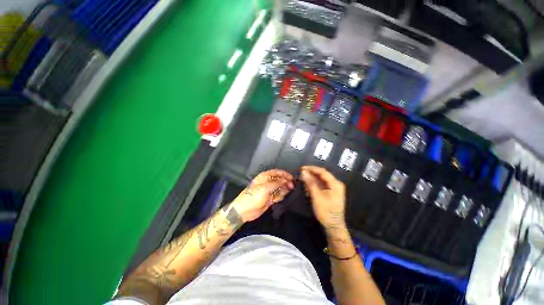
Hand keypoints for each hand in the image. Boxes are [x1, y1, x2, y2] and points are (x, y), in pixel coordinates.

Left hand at [231, 169, 293, 221]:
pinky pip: (278, 195)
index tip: (292, 178)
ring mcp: (269, 191)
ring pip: (280, 187)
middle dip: (286, 181)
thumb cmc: (253, 196)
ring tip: (290, 189)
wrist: (245, 211)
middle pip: (279, 179)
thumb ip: (277, 183)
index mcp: (264, 177)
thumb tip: (286, 181)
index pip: (276, 172)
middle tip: (292, 185)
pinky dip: (281, 195)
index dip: (284, 174)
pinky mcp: (270, 198)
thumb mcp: (265, 188)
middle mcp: (267, 182)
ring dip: (285, 188)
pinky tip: (283, 196)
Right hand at [300, 166, 345, 228]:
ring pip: (320, 180)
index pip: (322, 171)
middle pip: (322, 175)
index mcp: (335, 183)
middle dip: (311, 174)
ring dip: (311, 181)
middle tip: (301, 175)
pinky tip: (308, 189)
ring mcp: (333, 189)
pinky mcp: (330, 193)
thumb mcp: (317, 196)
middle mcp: (335, 184)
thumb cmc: (326, 211)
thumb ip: (310, 183)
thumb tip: (303, 171)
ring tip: (303, 182)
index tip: (302, 168)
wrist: (333, 227)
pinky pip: (321, 186)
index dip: (312, 168)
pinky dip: (314, 186)